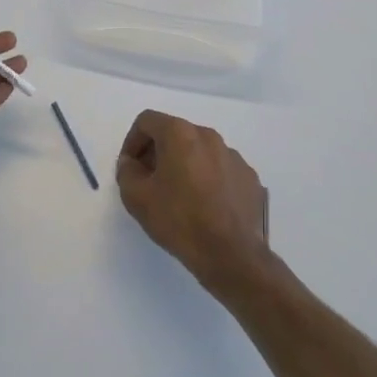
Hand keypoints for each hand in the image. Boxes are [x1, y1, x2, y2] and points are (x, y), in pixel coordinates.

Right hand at [116, 110, 270, 291]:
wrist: (231, 255)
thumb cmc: (179, 220)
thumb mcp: (137, 198)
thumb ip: (127, 171)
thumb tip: (131, 163)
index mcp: (180, 134)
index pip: (147, 121)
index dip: (132, 141)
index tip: (130, 167)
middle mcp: (209, 136)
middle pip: (175, 134)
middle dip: (158, 153)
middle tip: (149, 181)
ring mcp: (233, 156)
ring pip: (199, 151)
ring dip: (184, 165)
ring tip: (178, 196)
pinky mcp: (249, 177)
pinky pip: (220, 169)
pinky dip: (208, 179)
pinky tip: (205, 206)